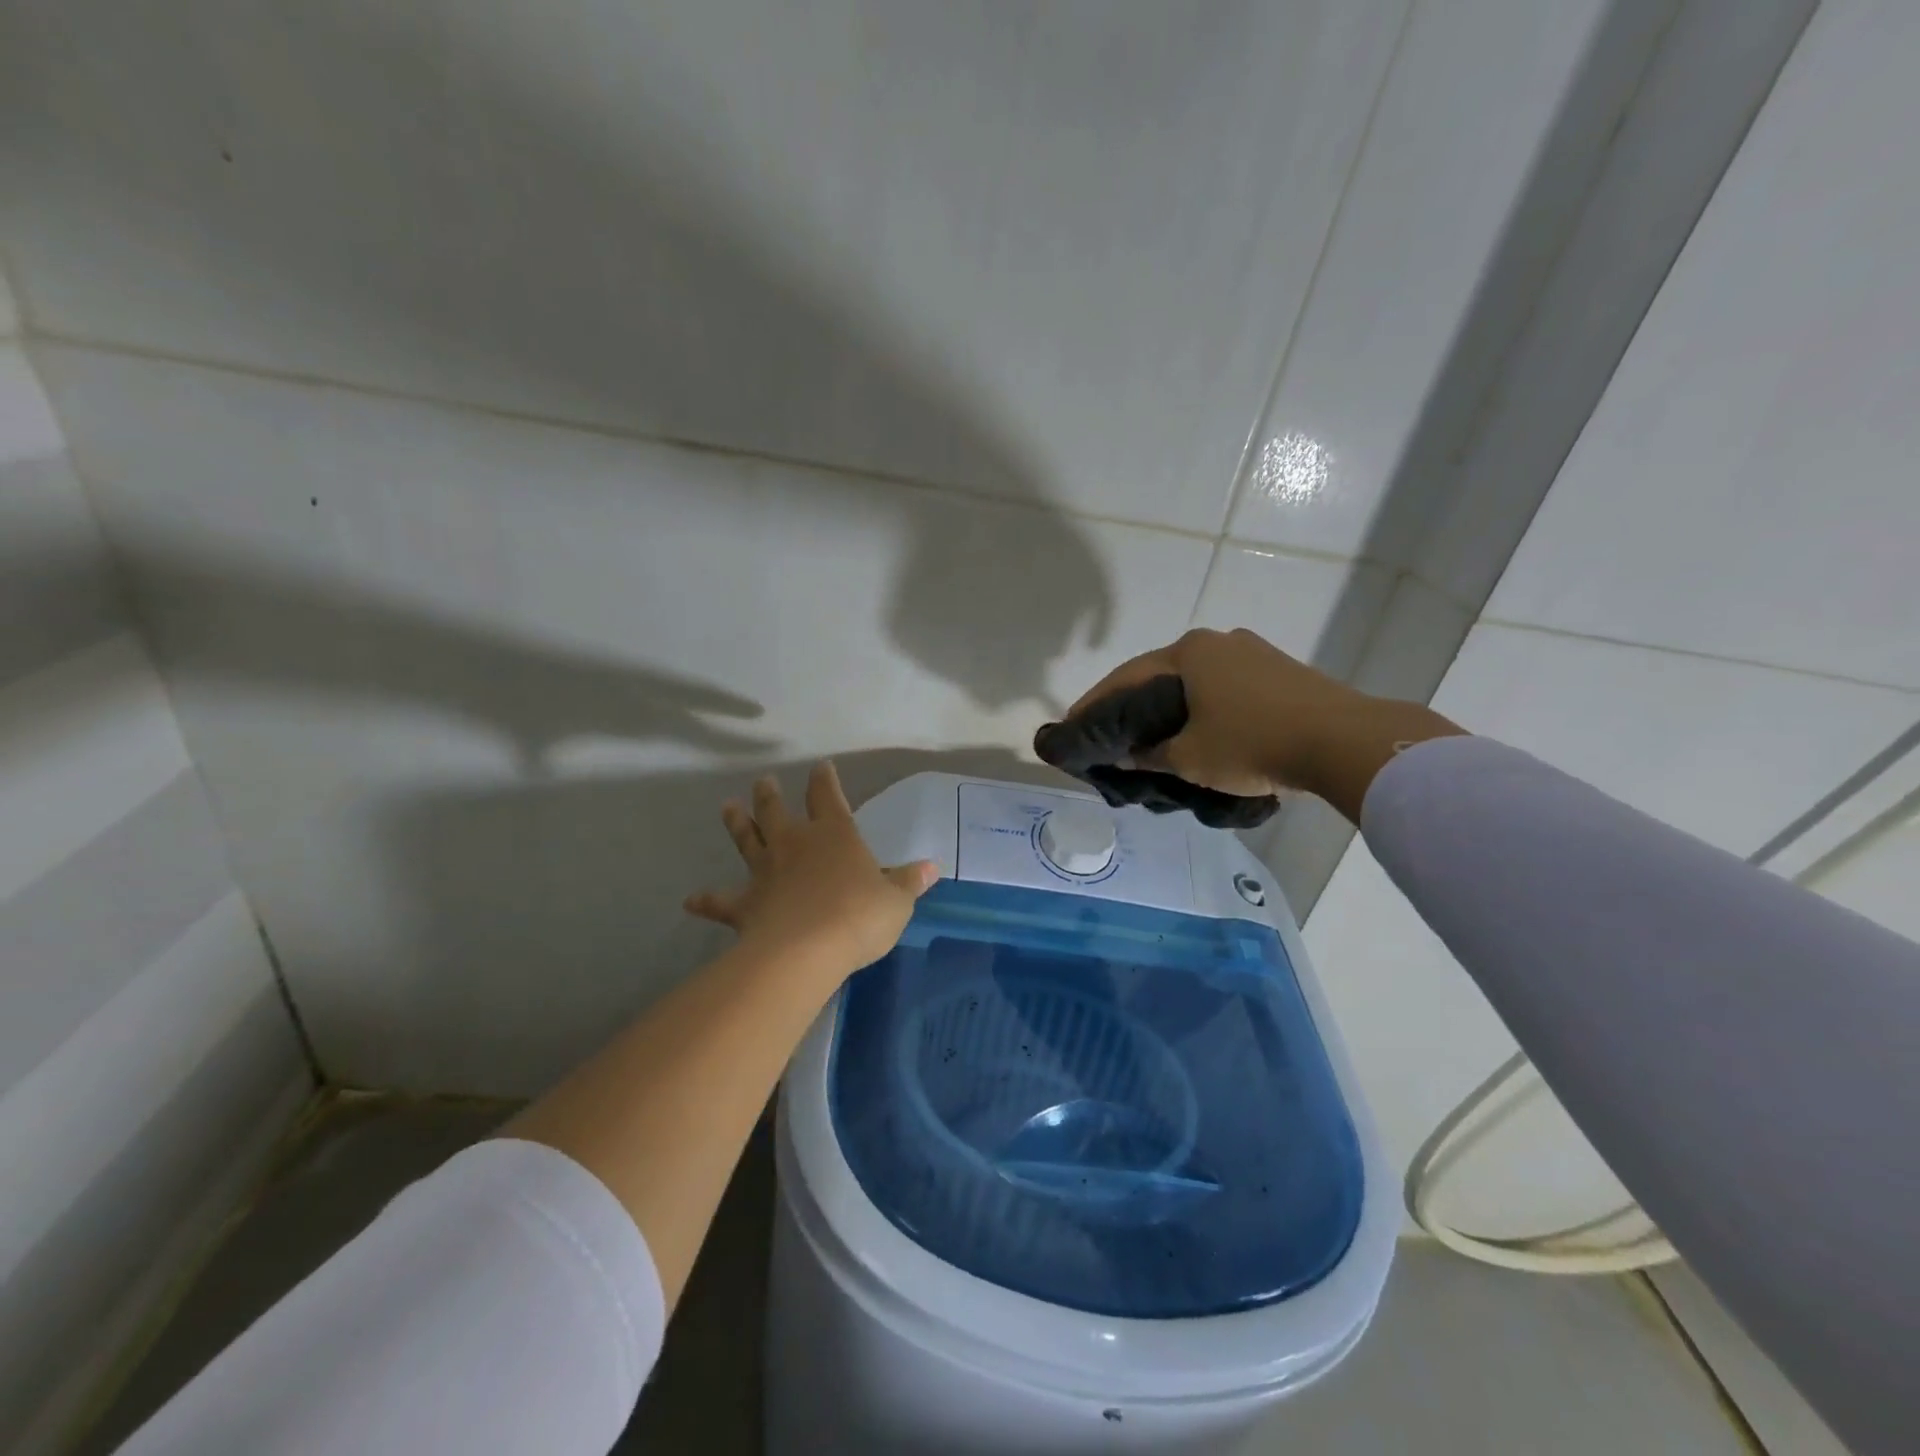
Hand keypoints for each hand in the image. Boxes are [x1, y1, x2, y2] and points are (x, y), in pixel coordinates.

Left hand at [685, 762, 937, 976]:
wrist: (807, 949)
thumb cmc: (859, 916)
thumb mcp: (897, 901)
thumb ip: (910, 882)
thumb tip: (933, 866)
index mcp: (834, 835)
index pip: (828, 796)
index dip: (825, 780)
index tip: (821, 766)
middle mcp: (795, 844)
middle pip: (777, 811)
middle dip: (771, 794)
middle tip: (763, 781)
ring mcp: (766, 872)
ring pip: (747, 840)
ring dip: (737, 823)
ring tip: (727, 807)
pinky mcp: (744, 904)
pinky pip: (721, 900)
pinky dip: (707, 900)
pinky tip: (691, 900)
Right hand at [1059, 628, 1359, 797]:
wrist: (1345, 741)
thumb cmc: (1254, 743)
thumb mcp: (1191, 757)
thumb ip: (1151, 755)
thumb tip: (1128, 757)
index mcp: (1189, 652)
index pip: (1126, 678)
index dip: (1097, 704)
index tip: (1074, 724)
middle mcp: (1218, 642)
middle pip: (1160, 675)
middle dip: (1134, 705)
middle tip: (1112, 733)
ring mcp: (1253, 653)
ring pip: (1196, 682)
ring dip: (1171, 707)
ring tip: (1154, 737)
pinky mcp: (1280, 672)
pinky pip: (1225, 688)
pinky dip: (1204, 708)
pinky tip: (1200, 732)